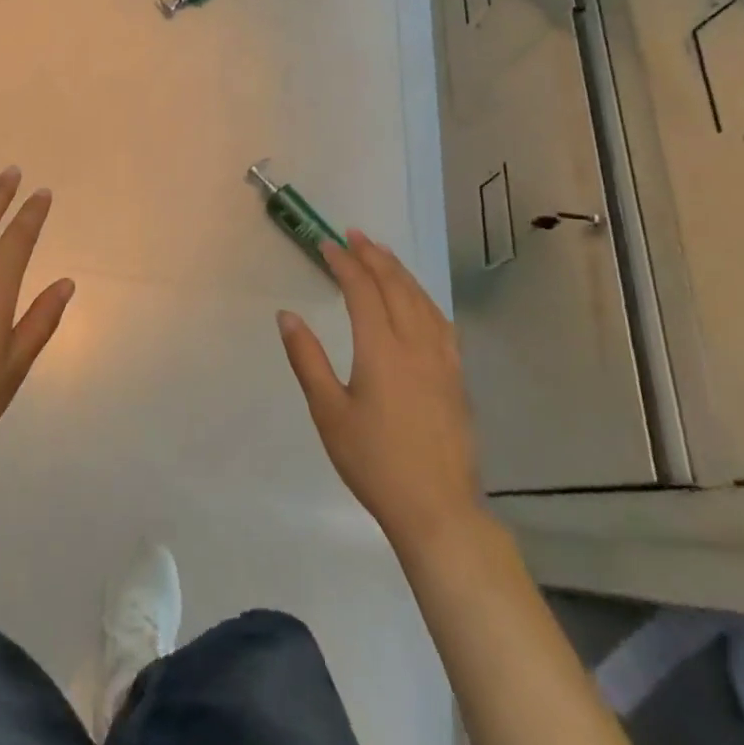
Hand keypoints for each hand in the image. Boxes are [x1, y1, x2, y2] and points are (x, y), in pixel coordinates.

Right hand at [278, 230, 483, 551]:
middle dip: (374, 257)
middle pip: (396, 287)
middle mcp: (416, 345)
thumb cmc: (373, 461)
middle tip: (354, 235)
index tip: (327, 244)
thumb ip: (307, 359)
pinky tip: (418, 299)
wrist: (436, 509)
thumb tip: (287, 316)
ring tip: (383, 254)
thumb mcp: (328, 411)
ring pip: (422, 300)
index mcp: (381, 350)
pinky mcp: (456, 377)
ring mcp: (442, 360)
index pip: (363, 292)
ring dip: (400, 272)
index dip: (344, 264)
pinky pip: (441, 322)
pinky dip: (424, 298)